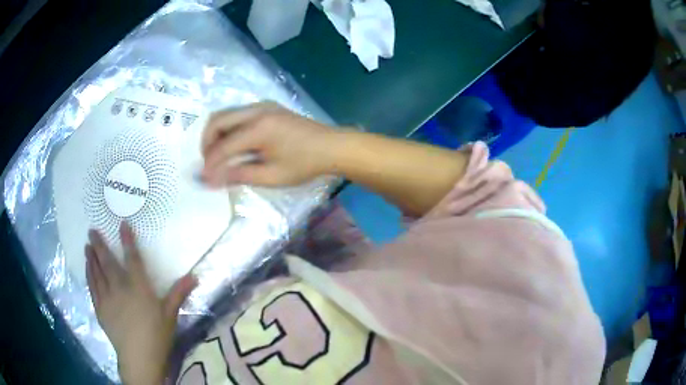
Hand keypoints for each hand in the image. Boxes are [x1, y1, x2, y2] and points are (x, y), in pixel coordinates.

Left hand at [86, 223, 196, 384]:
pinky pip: (92, 287)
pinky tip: (87, 268)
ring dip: (92, 258)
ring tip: (87, 246)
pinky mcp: (100, 309)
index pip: (132, 259)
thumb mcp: (170, 315)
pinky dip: (89, 275)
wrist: (139, 357)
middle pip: (108, 262)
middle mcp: (120, 288)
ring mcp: (107, 298)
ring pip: (97, 273)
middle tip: (91, 230)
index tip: (122, 224)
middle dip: (100, 245)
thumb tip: (194, 276)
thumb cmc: (157, 336)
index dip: (128, 240)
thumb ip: (178, 293)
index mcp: (139, 288)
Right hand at [201, 102, 336, 186]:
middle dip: (207, 143)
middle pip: (217, 120)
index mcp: (258, 128)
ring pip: (226, 114)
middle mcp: (256, 110)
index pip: (223, 145)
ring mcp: (262, 105)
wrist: (331, 146)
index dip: (210, 164)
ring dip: (216, 134)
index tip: (203, 179)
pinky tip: (234, 145)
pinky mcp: (266, 107)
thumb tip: (211, 180)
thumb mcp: (271, 176)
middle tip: (209, 163)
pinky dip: (228, 128)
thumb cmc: (304, 164)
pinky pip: (237, 114)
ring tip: (219, 156)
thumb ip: (239, 175)